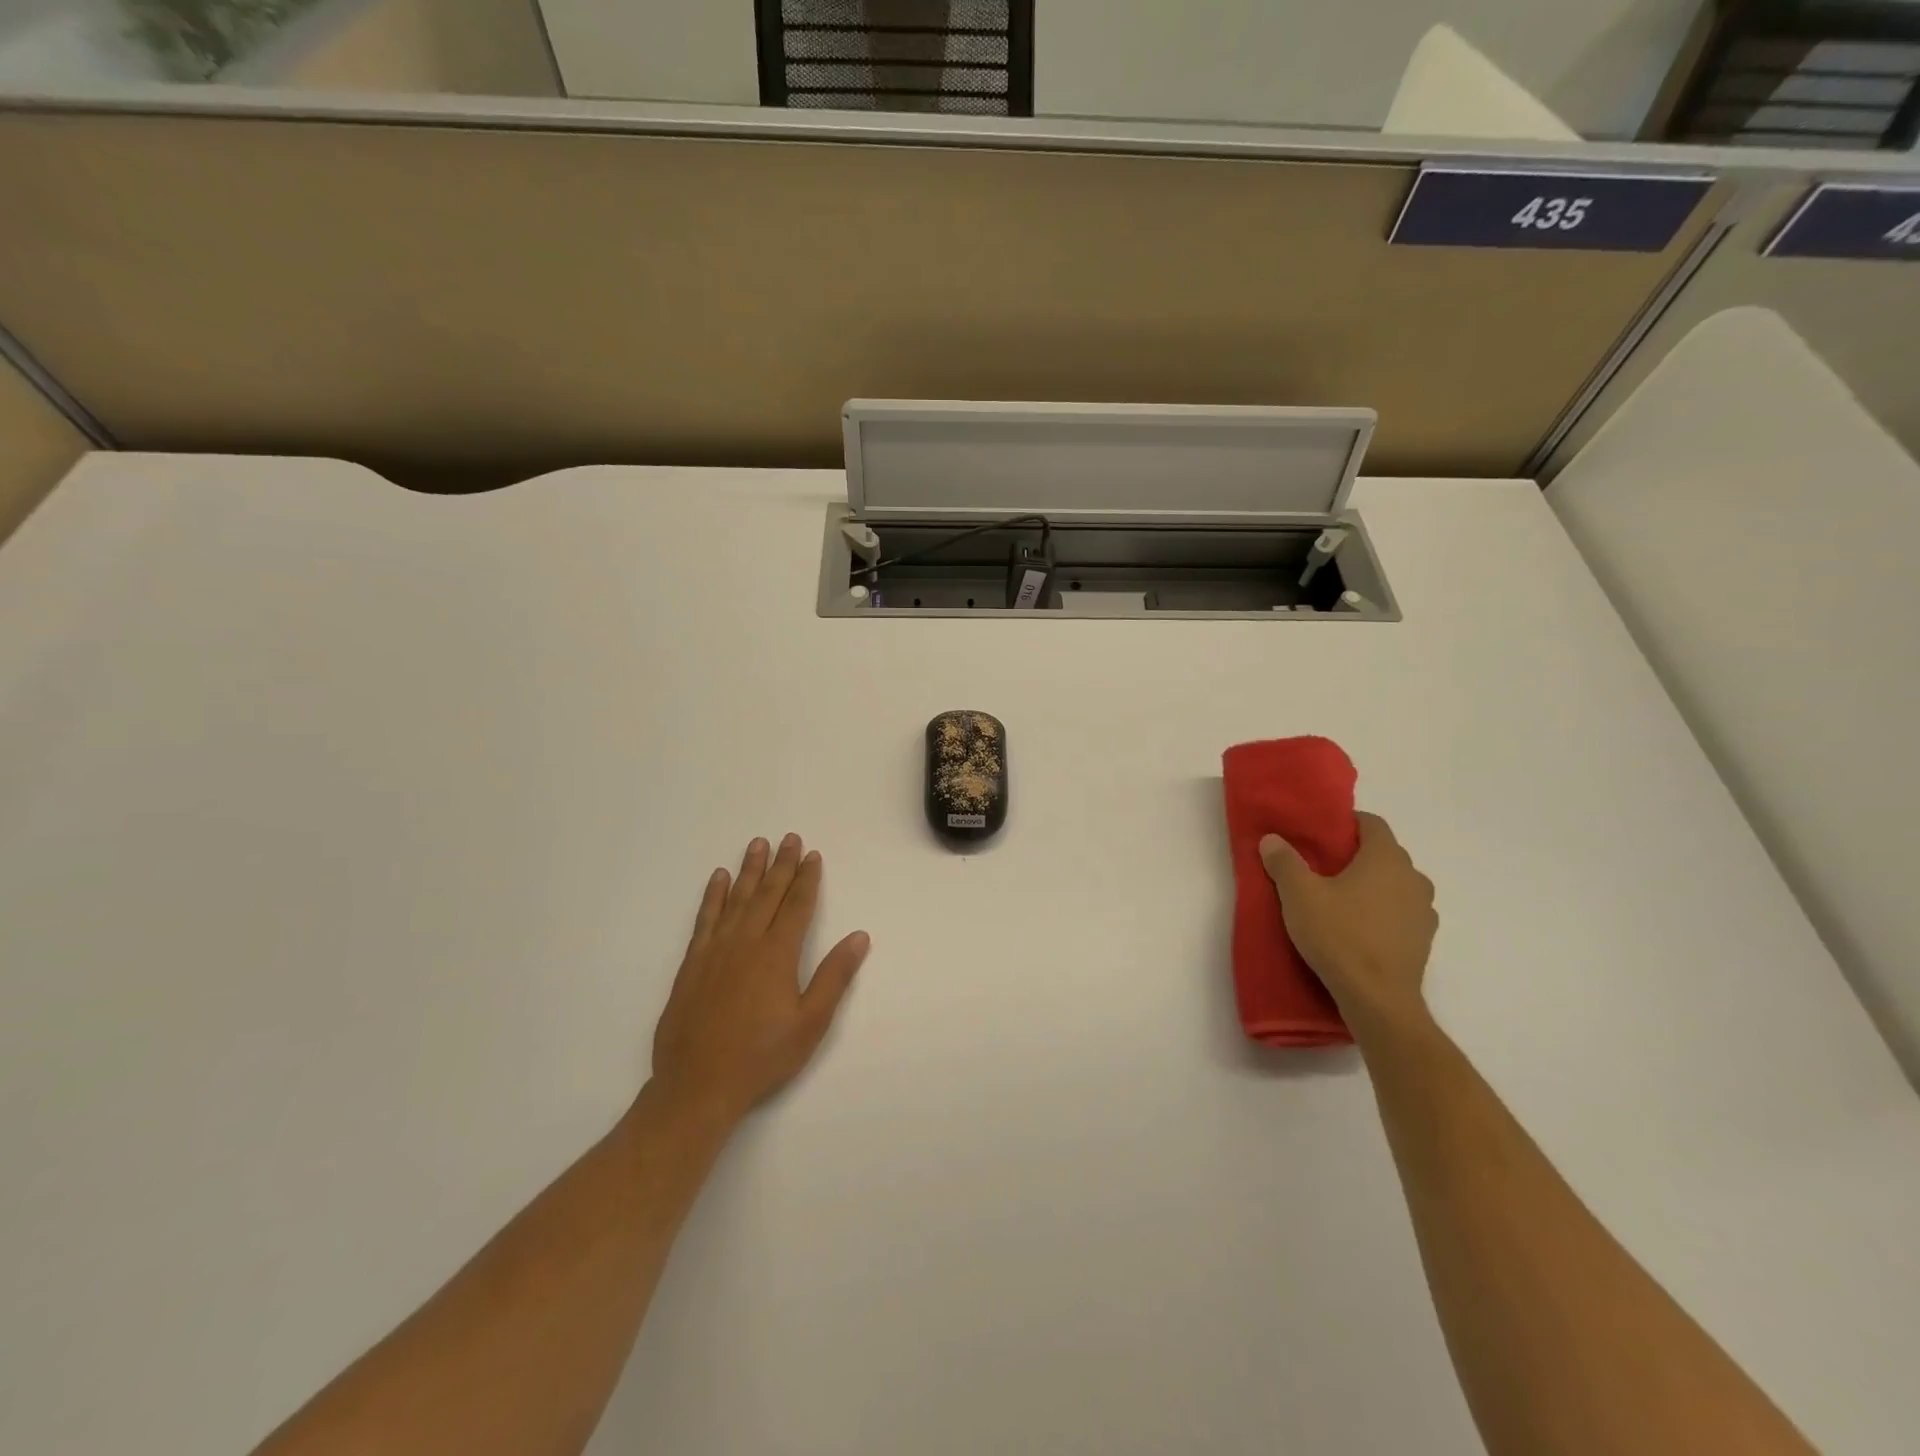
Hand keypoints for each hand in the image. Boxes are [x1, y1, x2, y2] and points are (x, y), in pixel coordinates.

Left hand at [650, 835, 870, 1126]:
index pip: (796, 906)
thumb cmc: (762, 1057)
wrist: (697, 1086)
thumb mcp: (810, 1023)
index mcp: (777, 955)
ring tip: (757, 844)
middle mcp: (746, 943)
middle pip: (767, 894)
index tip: (812, 855)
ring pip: (736, 899)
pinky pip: (705, 918)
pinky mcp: (692, 964)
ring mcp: (715, 951)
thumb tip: (859, 937)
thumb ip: (834, 976)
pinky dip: (713, 896)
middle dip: (781, 865)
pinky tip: (718, 879)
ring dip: (749, 870)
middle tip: (789, 838)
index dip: (807, 879)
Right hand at [1260, 812, 1436, 1034]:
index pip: (1373, 823)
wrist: (1378, 999)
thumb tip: (1272, 839)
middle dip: (1356, 856)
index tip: (1321, 834)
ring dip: (1372, 886)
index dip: (1347, 823)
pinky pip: (1401, 913)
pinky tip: (1358, 929)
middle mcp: (1413, 878)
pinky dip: (1382, 913)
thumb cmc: (1339, 935)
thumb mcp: (1298, 895)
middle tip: (1322, 868)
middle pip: (1384, 854)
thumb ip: (1284, 862)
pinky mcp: (1423, 940)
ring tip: (1340, 901)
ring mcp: (1424, 911)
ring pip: (1395, 885)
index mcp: (1386, 858)